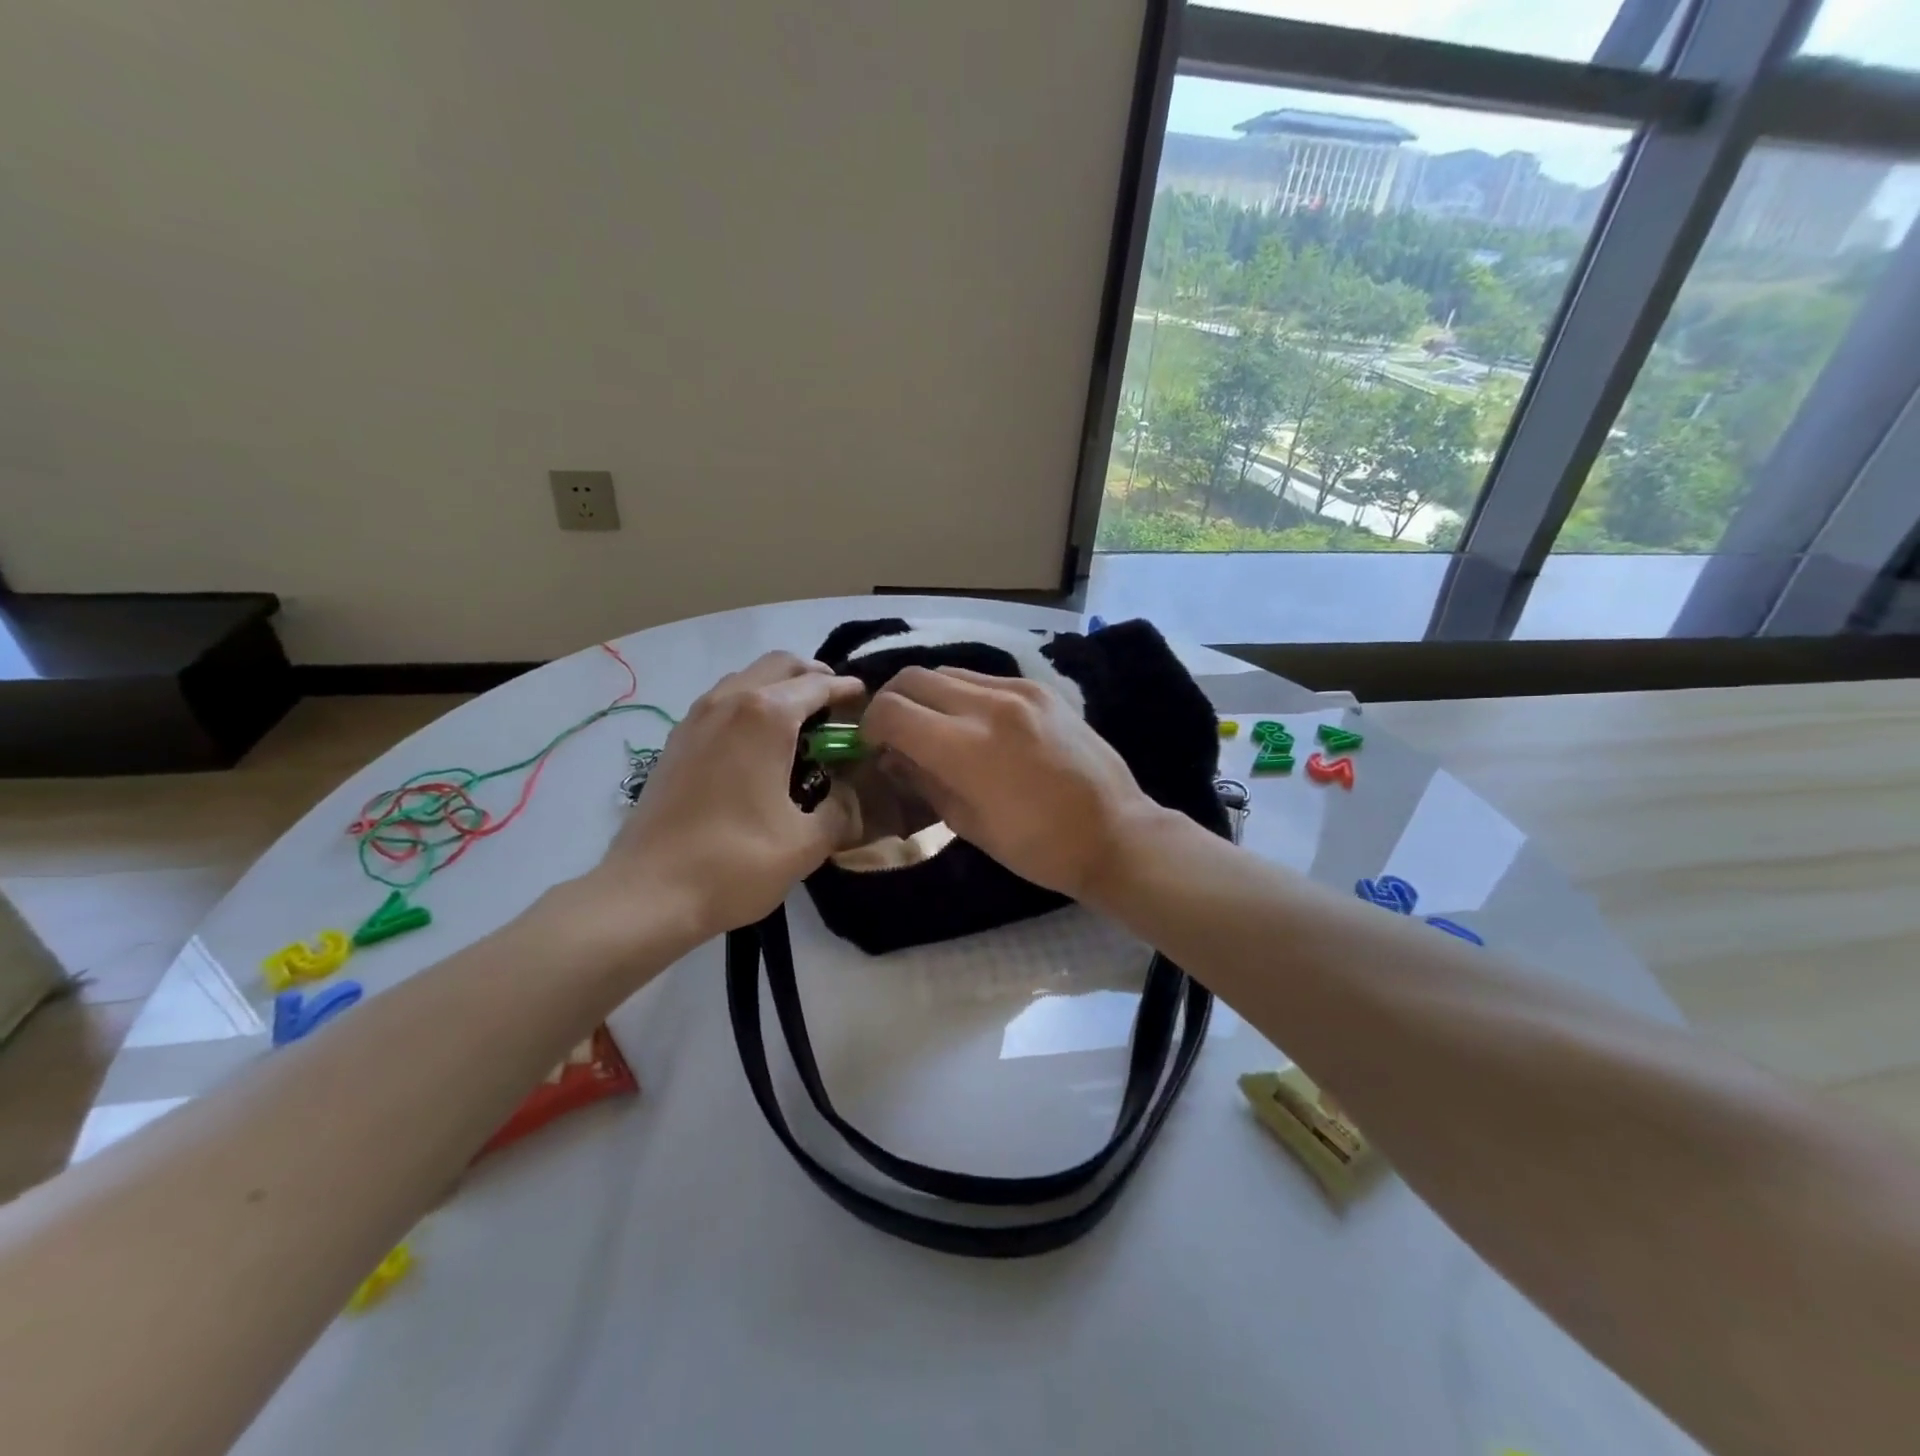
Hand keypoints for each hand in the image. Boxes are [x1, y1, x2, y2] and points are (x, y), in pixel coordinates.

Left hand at [583, 652, 866, 942]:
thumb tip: (851, 797)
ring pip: (747, 678)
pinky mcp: (677, 739)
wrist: (647, 893)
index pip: (818, 684)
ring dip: (779, 688)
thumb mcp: (806, 844)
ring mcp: (697, 717)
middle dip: (814, 677)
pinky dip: (750, 705)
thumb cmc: (734, 863)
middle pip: (780, 665)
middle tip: (837, 708)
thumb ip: (842, 812)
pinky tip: (759, 746)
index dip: (848, 691)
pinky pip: (722, 701)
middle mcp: (729, 701)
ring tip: (801, 724)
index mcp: (766, 716)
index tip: (868, 704)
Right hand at [859, 667, 1162, 903]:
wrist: (1115, 832)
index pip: (892, 710)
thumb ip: (923, 780)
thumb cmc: (1037, 846)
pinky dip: (963, 695)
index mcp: (966, 747)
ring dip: (928, 695)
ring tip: (934, 727)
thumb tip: (892, 755)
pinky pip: (984, 679)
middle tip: (896, 733)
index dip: (871, 726)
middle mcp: (988, 704)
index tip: (874, 746)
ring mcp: (1018, 690)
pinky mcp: (1041, 688)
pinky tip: (973, 724)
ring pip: (948, 672)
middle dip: (893, 702)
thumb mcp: (968, 823)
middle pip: (914, 678)